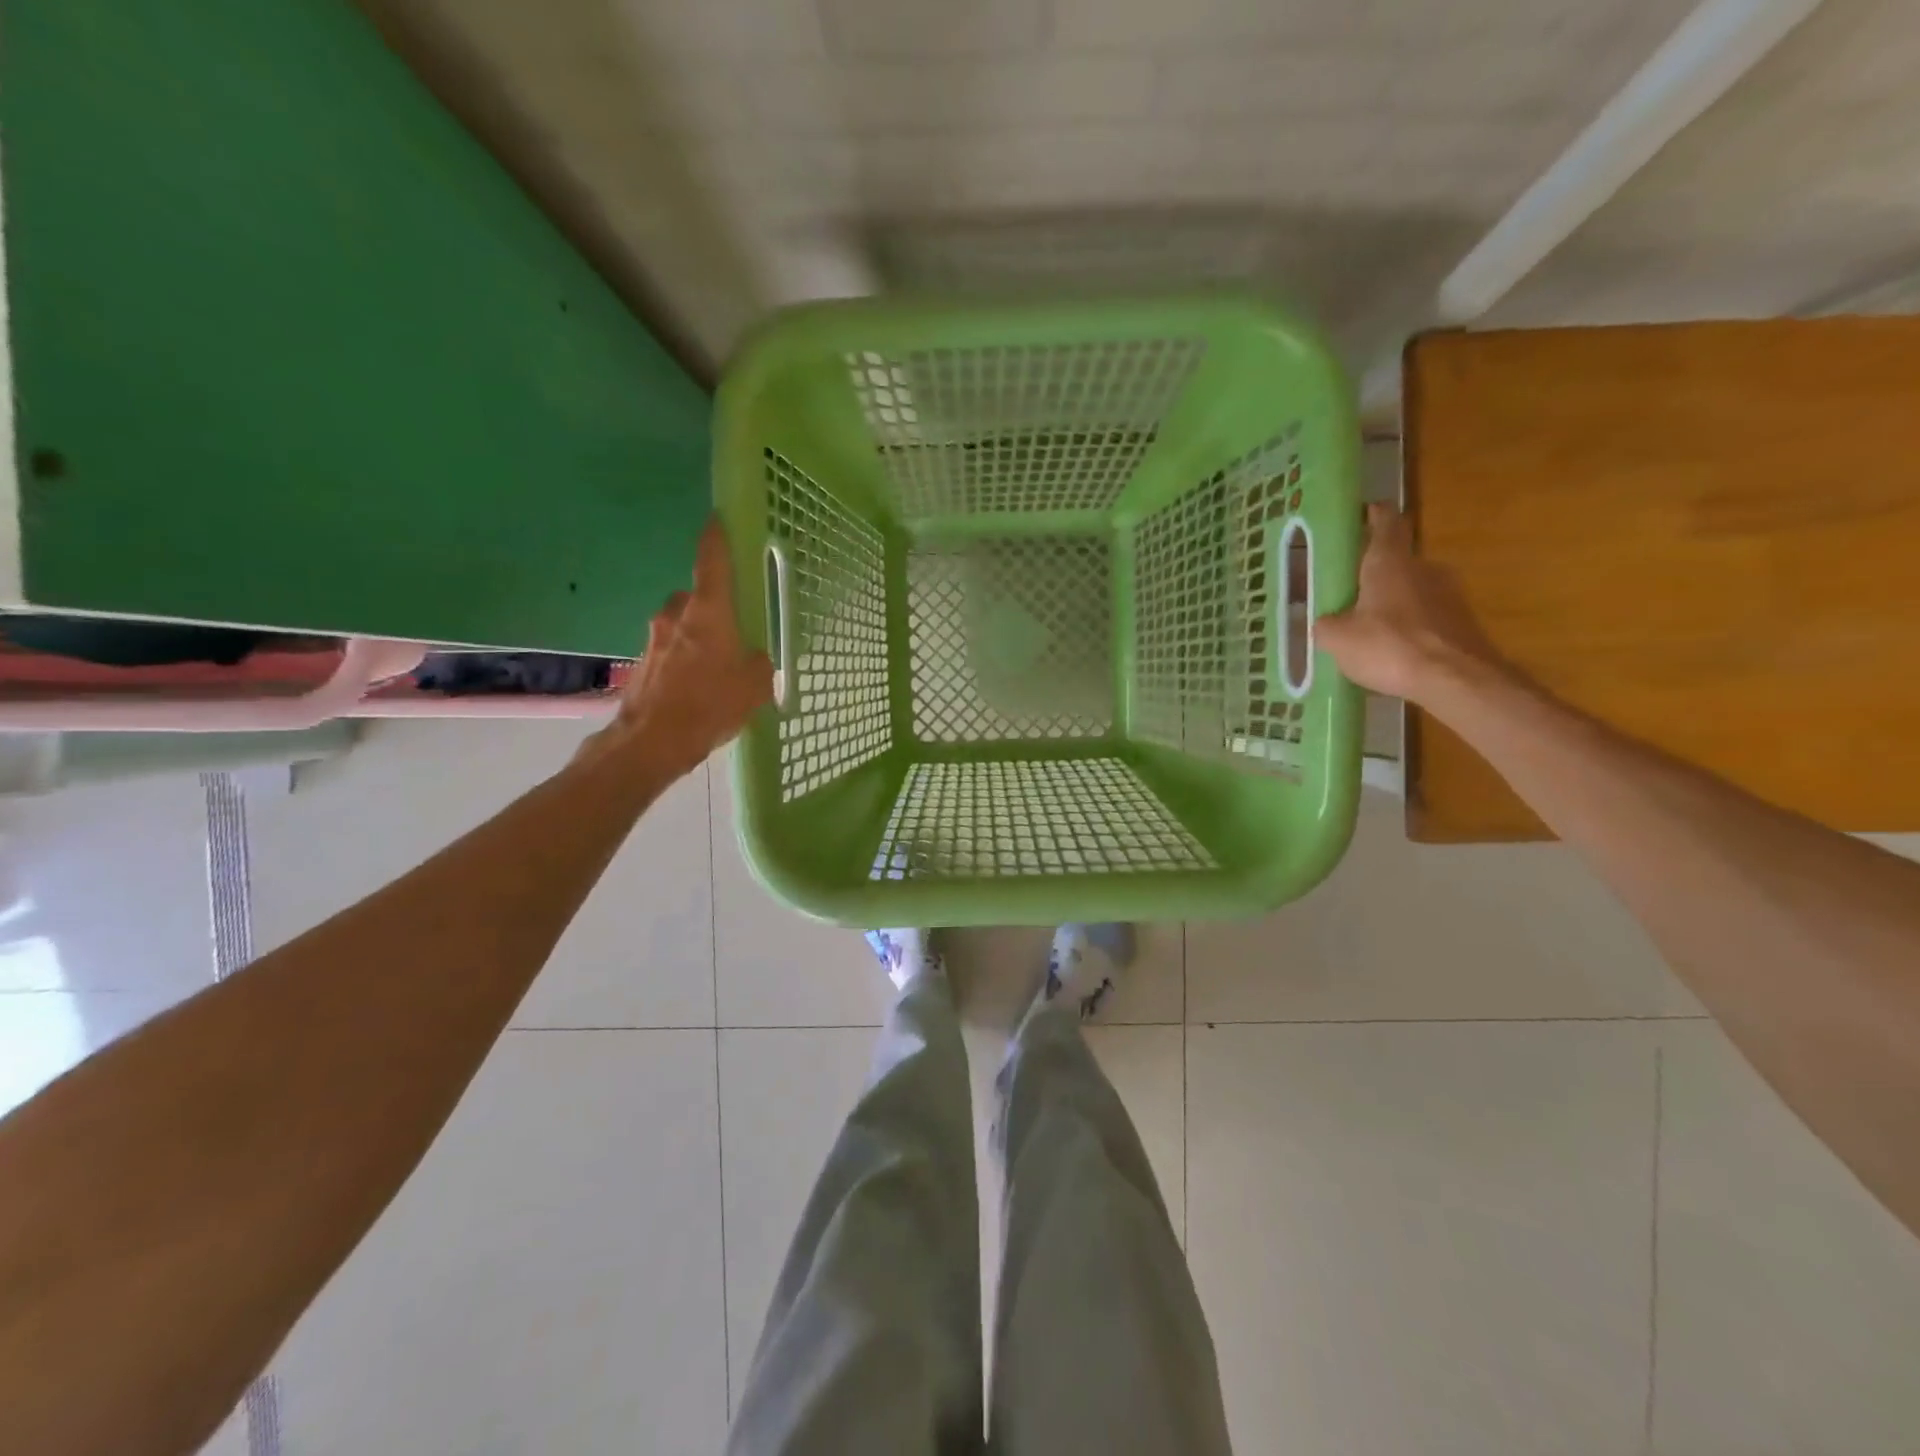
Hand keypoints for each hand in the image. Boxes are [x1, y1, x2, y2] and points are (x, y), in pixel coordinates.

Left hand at [581, 517, 773, 778]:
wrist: (650, 742)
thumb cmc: (709, 706)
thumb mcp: (753, 686)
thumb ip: (759, 663)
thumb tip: (753, 657)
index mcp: (708, 611)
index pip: (712, 560)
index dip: (717, 537)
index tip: (719, 519)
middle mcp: (677, 614)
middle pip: (697, 597)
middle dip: (714, 609)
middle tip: (734, 633)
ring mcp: (654, 637)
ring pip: (682, 624)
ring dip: (697, 636)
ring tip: (716, 669)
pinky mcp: (642, 660)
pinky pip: (670, 649)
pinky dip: (684, 659)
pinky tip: (696, 688)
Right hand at [1316, 504, 1507, 702]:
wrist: (1456, 679)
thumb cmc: (1390, 647)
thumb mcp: (1337, 639)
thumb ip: (1326, 625)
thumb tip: (1325, 622)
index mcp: (1389, 562)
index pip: (1385, 521)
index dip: (1372, 515)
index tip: (1361, 514)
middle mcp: (1423, 568)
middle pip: (1397, 559)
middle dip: (1374, 571)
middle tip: (1349, 589)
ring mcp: (1449, 594)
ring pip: (1412, 589)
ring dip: (1392, 601)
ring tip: (1368, 626)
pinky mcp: (1461, 621)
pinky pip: (1427, 615)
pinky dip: (1409, 625)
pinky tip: (1393, 650)